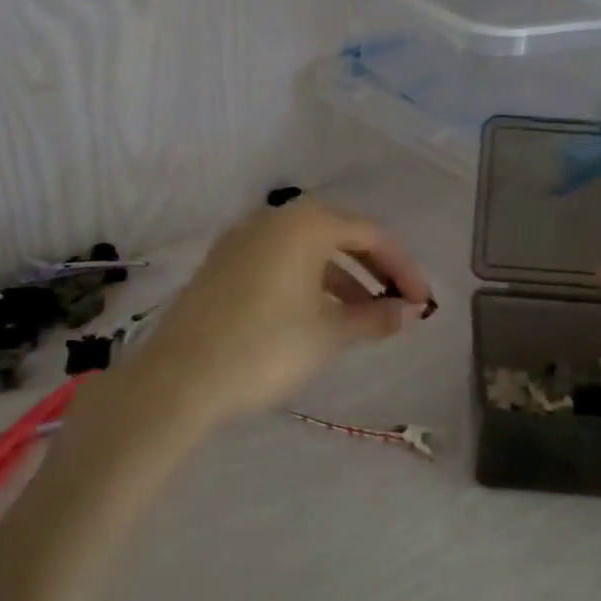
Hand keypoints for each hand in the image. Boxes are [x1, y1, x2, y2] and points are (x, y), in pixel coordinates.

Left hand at [130, 200, 432, 425]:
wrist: (177, 380)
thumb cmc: (266, 347)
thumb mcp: (329, 333)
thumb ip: (374, 316)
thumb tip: (406, 312)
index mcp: (305, 223)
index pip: (370, 234)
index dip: (402, 267)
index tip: (422, 302)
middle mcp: (273, 219)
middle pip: (338, 234)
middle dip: (373, 269)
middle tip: (397, 304)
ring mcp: (241, 240)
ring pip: (306, 250)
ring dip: (341, 278)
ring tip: (362, 317)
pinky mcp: (221, 265)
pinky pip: (278, 261)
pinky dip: (306, 282)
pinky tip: (315, 315)